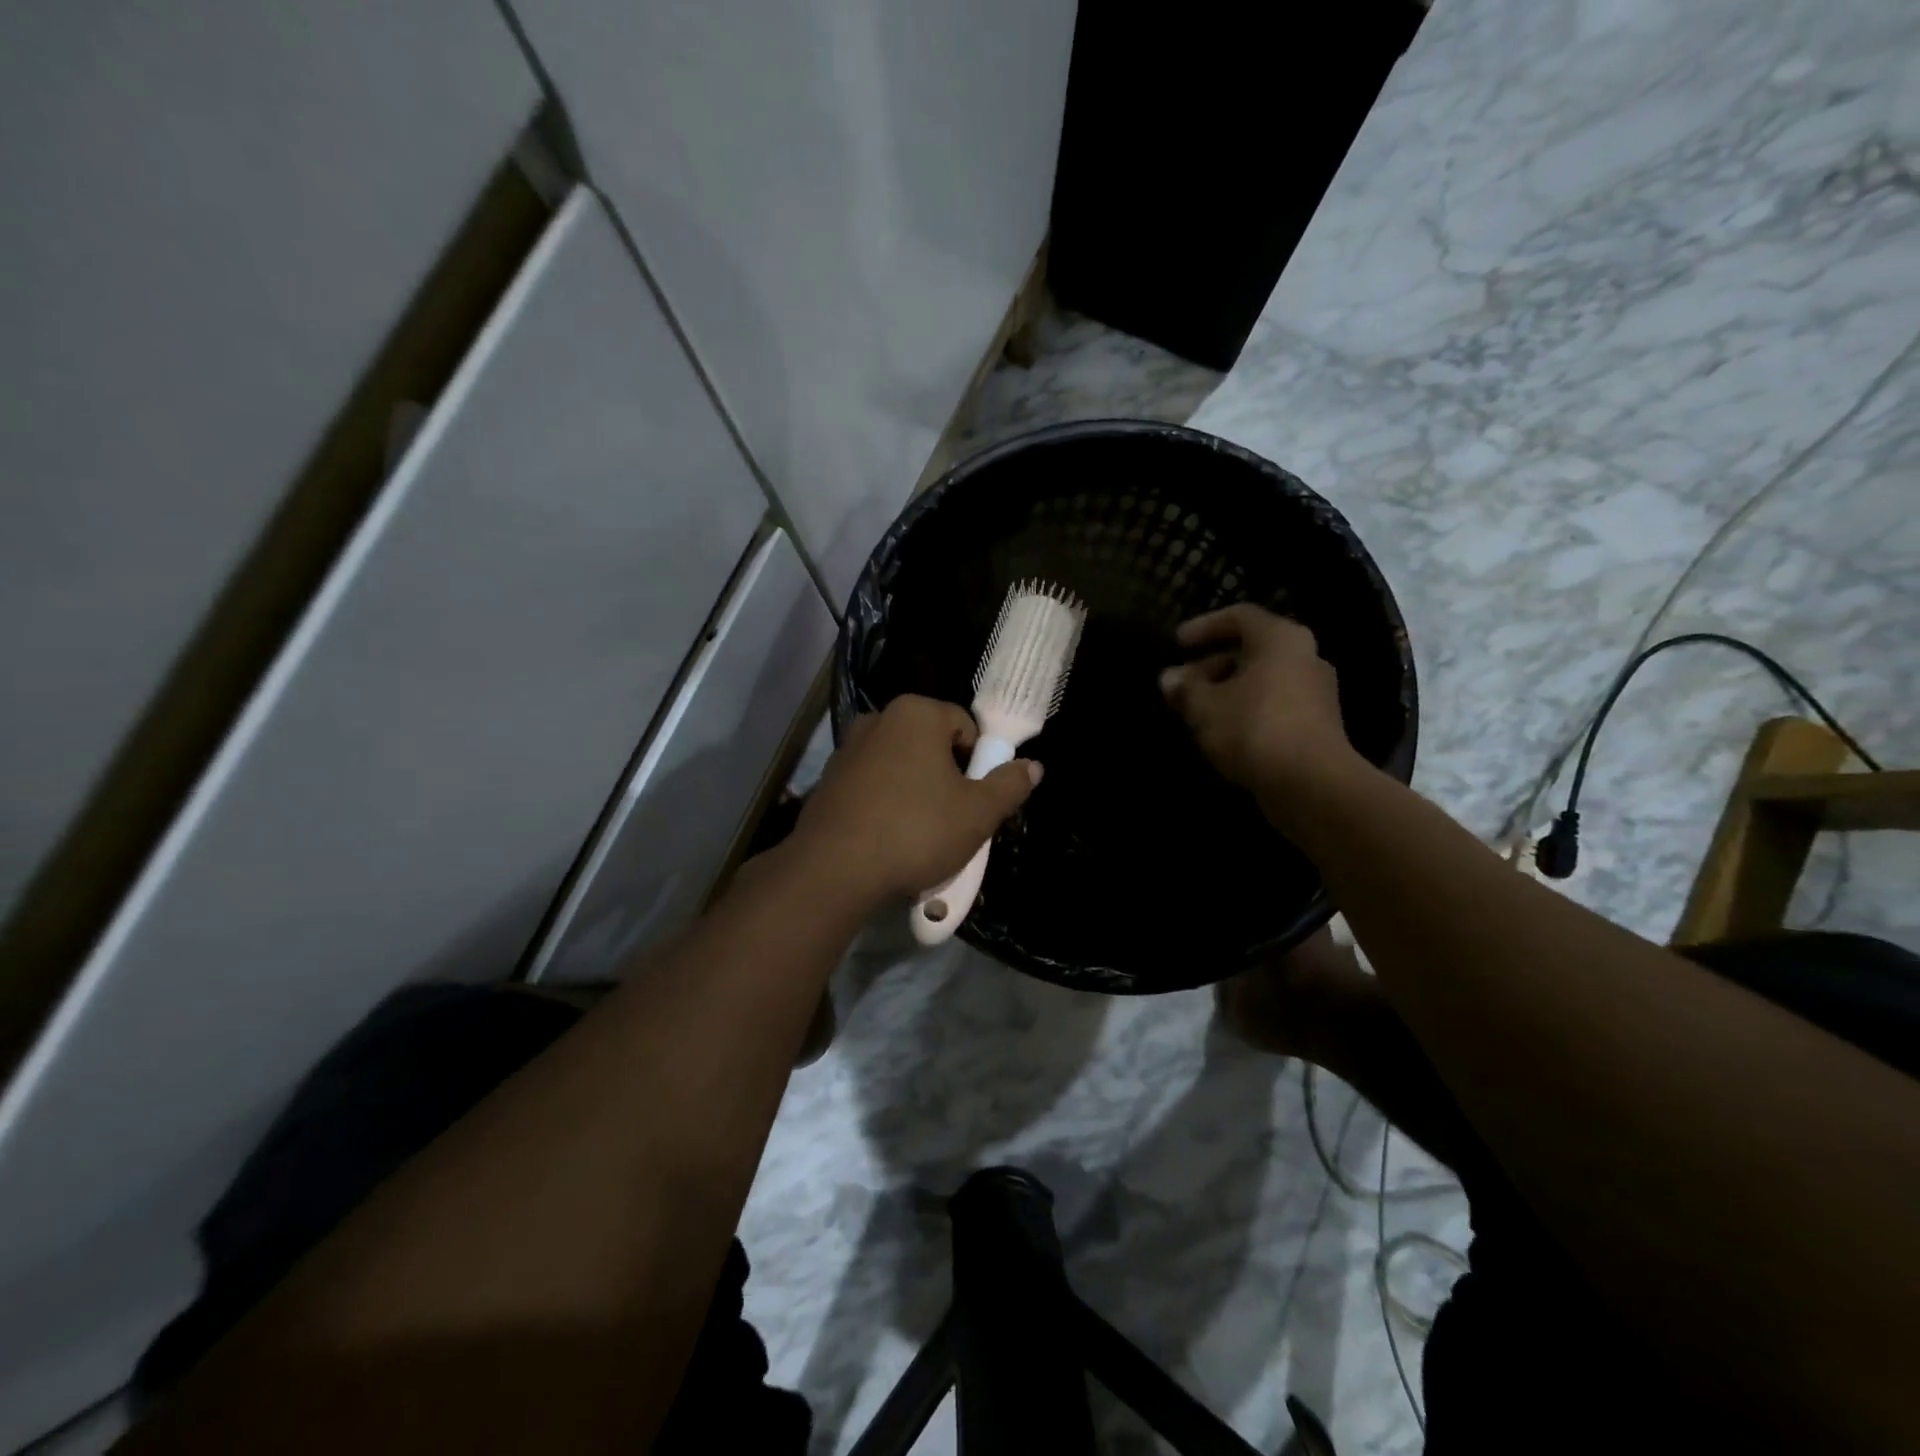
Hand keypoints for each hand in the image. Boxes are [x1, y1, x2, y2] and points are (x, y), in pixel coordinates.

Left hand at [791, 695, 1039, 904]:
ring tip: (921, 834)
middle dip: (947, 777)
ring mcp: (848, 749)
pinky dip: (886, 803)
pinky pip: (873, 785)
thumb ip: (1009, 785)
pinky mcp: (829, 780)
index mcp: (916, 713)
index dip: (980, 762)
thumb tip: (1032, 766)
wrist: (834, 869)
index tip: (977, 799)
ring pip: (901, 766)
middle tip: (954, 818)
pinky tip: (888, 838)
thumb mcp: (978, 813)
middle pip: (932, 744)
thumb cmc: (916, 831)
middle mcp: (878, 719)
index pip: (965, 726)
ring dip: (917, 791)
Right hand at [1159, 605, 1363, 809]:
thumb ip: (1185, 688)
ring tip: (1194, 711)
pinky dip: (1245, 710)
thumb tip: (1169, 679)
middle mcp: (1304, 656)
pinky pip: (1273, 704)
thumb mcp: (1205, 706)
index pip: (1239, 616)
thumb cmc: (1253, 728)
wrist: (1310, 784)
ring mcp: (1315, 692)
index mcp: (1280, 639)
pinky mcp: (1317, 724)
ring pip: (1261, 680)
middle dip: (1209, 666)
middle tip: (1179, 685)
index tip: (1177, 643)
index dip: (1204, 626)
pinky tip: (1221, 732)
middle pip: (1250, 650)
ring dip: (1225, 691)